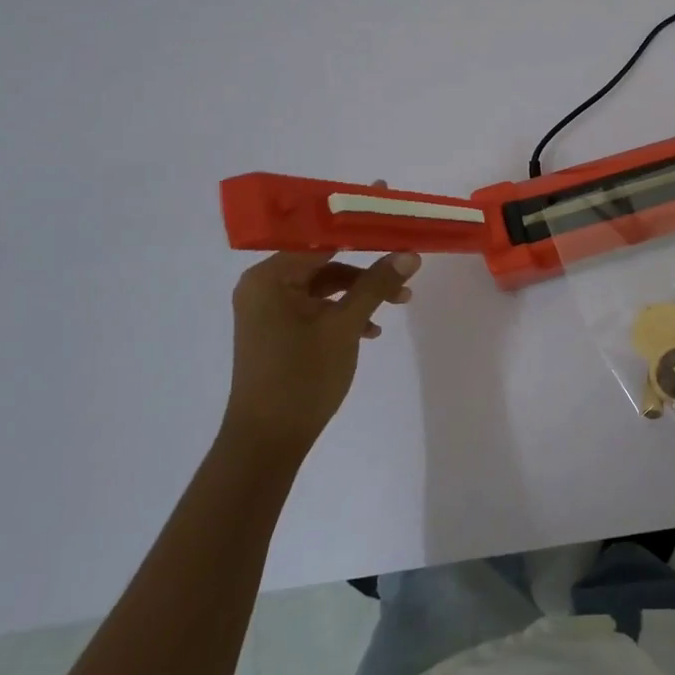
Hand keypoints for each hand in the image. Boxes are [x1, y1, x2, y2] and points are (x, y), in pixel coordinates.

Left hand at [225, 249, 419, 456]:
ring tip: (399, 303)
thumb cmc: (301, 378)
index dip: (360, 233)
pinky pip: (316, 309)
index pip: (320, 238)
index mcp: (269, 277)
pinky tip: (371, 331)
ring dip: (360, 293)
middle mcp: (264, 286)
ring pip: (323, 287)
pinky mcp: (278, 331)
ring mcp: (269, 310)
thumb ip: (376, 285)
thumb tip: (410, 254)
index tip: (396, 232)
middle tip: (405, 275)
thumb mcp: (344, 327)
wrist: (266, 442)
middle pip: (324, 262)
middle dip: (366, 270)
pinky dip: (343, 313)